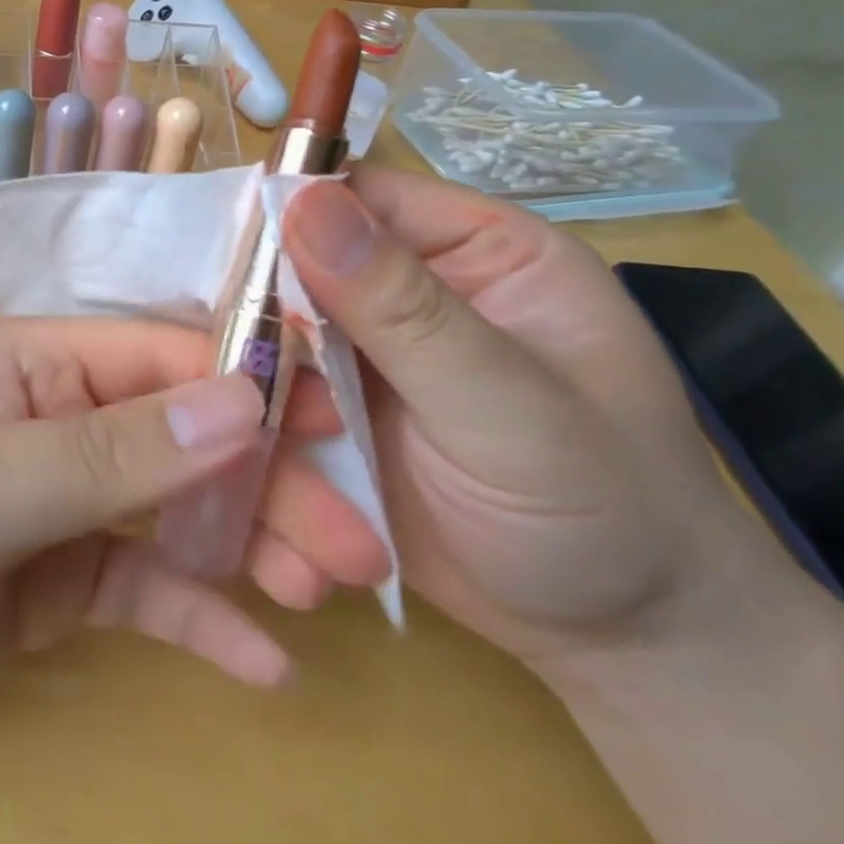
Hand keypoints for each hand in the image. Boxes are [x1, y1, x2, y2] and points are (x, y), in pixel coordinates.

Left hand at [0, 319, 390, 768]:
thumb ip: (102, 452)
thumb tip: (236, 400)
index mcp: (24, 365)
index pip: (156, 353)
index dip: (247, 377)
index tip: (338, 419)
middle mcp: (47, 418)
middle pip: (177, 435)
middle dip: (266, 478)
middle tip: (358, 544)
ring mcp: (48, 501)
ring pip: (169, 511)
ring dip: (246, 546)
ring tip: (325, 595)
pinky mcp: (43, 580)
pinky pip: (135, 585)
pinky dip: (194, 614)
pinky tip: (258, 661)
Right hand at [282, 167, 777, 675]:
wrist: (620, 646)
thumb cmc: (607, 514)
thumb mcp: (511, 409)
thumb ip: (405, 309)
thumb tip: (300, 200)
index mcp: (474, 251)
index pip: (358, 197)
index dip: (285, 217)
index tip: (223, 267)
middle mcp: (409, 290)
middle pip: (294, 266)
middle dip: (259, 322)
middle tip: (235, 385)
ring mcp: (363, 356)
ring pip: (268, 339)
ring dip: (254, 396)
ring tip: (279, 472)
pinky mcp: (333, 415)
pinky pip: (269, 402)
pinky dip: (256, 442)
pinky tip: (265, 498)